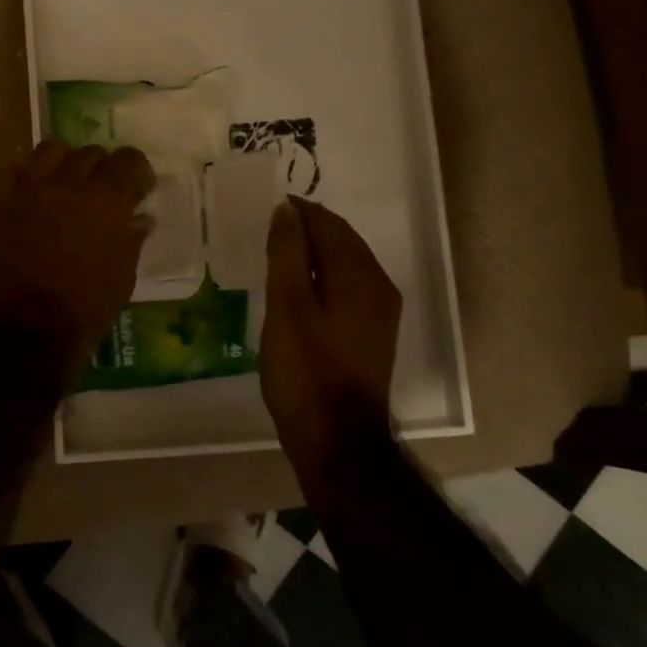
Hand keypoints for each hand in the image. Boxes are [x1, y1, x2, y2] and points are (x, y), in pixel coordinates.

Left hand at [0, 140, 156, 364]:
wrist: (26, 328)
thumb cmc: (86, 308)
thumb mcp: (122, 277)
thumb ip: (131, 240)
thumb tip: (140, 218)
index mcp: (107, 200)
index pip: (129, 160)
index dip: (137, 170)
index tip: (139, 188)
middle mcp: (70, 183)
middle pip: (91, 153)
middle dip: (103, 167)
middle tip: (104, 190)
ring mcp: (31, 189)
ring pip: (52, 150)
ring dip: (66, 161)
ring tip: (68, 182)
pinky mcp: (2, 202)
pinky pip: (17, 171)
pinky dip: (31, 176)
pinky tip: (36, 194)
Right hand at [260, 197, 402, 466]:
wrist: (337, 440)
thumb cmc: (306, 371)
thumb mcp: (287, 307)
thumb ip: (287, 253)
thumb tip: (287, 210)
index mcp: (360, 275)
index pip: (329, 224)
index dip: (298, 211)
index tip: (267, 206)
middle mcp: (378, 286)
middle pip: (342, 241)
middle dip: (309, 227)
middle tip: (269, 225)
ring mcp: (379, 313)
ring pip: (346, 264)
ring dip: (315, 251)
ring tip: (278, 251)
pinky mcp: (372, 334)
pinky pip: (347, 286)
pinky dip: (323, 275)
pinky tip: (299, 288)